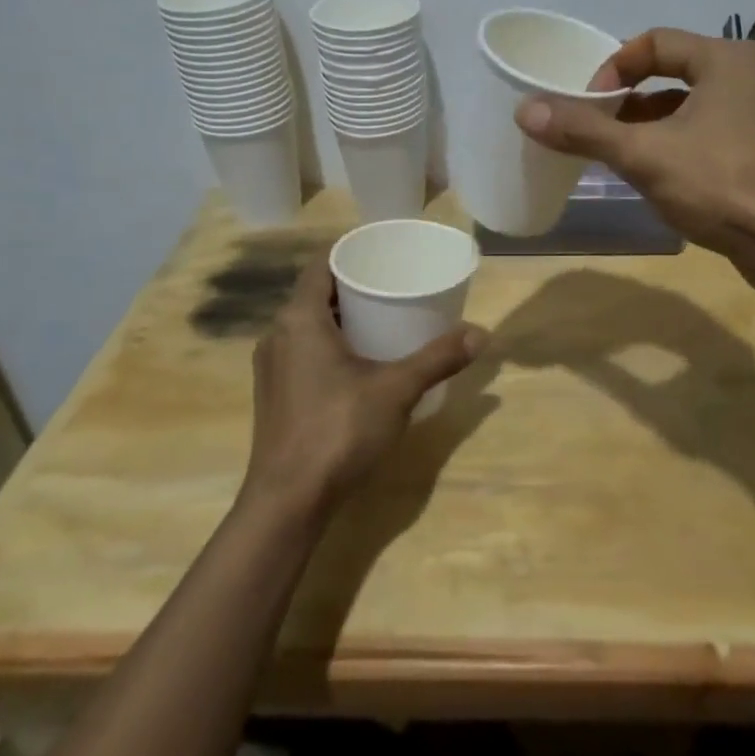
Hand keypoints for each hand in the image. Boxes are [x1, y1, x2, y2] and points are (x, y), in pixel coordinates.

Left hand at [243, 254, 482, 514]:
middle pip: (318, 294)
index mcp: (299, 319)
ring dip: (343, 317)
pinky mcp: (276, 394)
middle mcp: (278, 334)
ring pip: (310, 325)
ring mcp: (272, 367)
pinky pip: (304, 350)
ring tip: (385, 319)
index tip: (385, 253)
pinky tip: (361, 362)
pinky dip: (332, 344)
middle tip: (396, 284)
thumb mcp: (397, 389)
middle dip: (355, 286)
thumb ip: (439, 358)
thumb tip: (482, 333)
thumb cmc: (338, 431)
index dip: (352, 253)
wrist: (287, 502)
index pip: (322, 264)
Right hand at [514, 28, 754, 290]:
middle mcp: (747, 76)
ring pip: (689, 107)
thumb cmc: (721, 184)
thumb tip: (525, 110)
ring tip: (618, 155)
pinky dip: (675, 145)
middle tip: (596, 128)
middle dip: (628, 101)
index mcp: (725, 58)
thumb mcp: (644, 155)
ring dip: (649, 126)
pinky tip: (656, 176)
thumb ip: (585, 131)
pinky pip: (707, 133)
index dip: (612, 68)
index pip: (653, 42)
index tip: (587, 103)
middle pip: (671, 73)